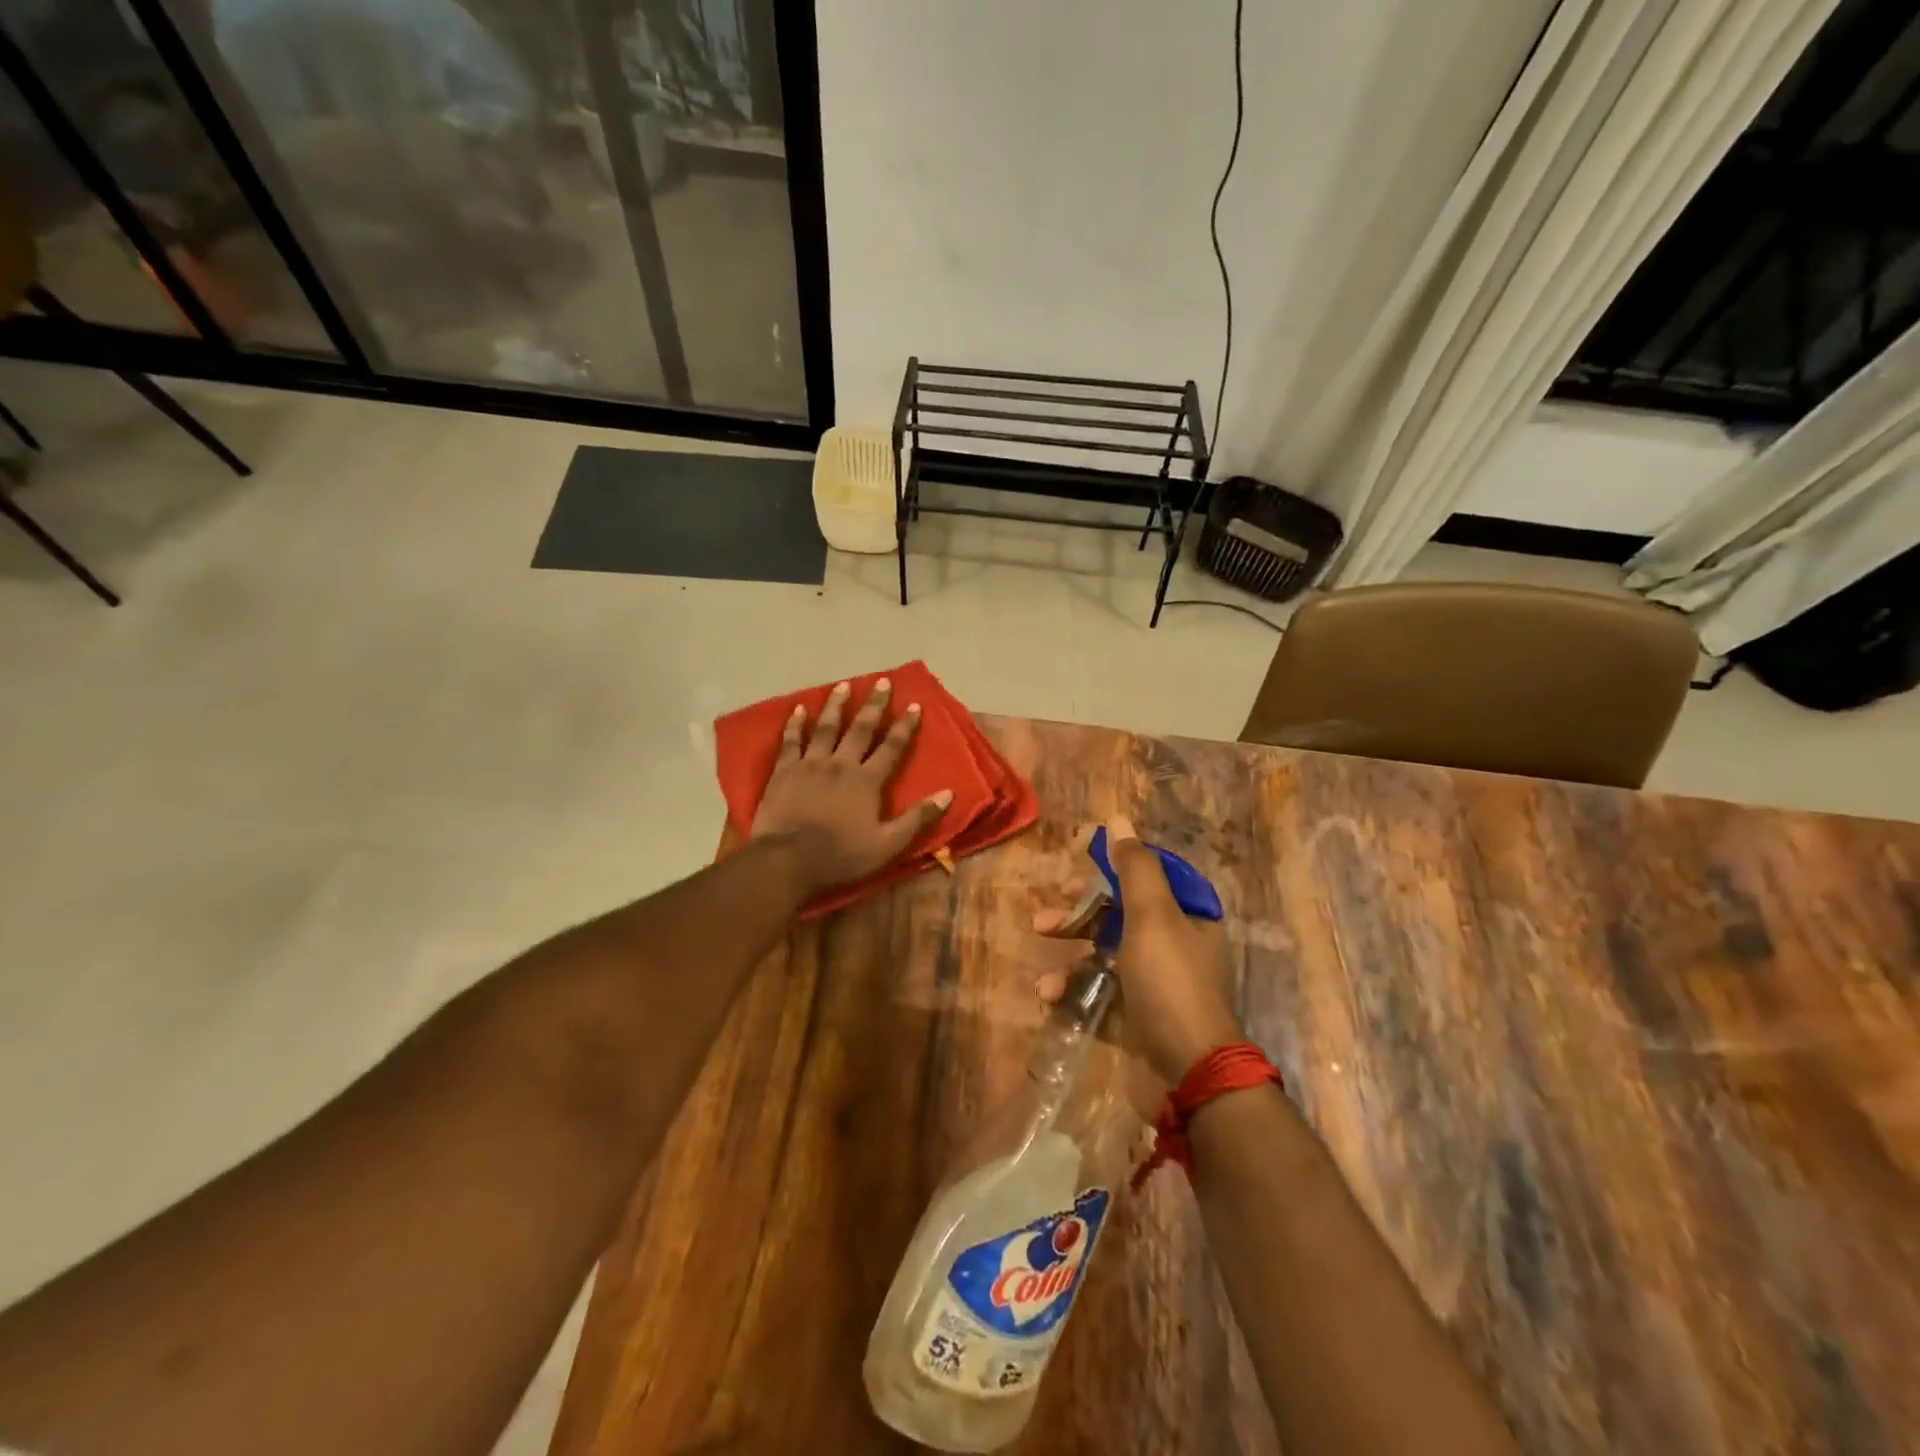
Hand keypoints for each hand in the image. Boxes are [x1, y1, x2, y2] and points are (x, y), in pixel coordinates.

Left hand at [749, 678, 953, 892]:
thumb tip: (948, 794)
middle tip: (882, 682)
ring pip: (826, 728)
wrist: (788, 860)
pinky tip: (798, 709)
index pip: (892, 748)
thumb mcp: (888, 845)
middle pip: (860, 729)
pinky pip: (791, 741)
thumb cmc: (841, 856)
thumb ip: (918, 818)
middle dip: (874, 705)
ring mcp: (810, 764)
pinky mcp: (784, 771)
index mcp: (867, 781)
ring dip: (836, 705)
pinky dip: (795, 724)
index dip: (904, 727)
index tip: (914, 705)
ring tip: (844, 685)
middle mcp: (841, 764)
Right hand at [1035, 816, 1241, 1086]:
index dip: (1111, 863)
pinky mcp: (1135, 1014)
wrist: (1189, 1074)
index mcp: (1188, 915)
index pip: (1148, 874)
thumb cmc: (1170, 983)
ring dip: (1070, 945)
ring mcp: (1154, 981)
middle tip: (1049, 907)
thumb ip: (1133, 868)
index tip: (1076, 858)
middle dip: (1080, 907)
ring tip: (1040, 944)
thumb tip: (1118, 819)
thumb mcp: (1152, 917)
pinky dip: (1072, 986)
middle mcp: (1174, 943)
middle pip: (1120, 911)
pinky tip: (1048, 992)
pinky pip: (1098, 988)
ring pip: (1104, 949)